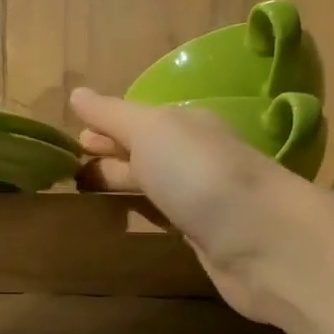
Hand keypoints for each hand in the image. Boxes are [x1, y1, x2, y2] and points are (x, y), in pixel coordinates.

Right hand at [71, 87, 304, 323]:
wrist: (261, 240)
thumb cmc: (199, 174)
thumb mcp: (151, 131)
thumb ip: (113, 115)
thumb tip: (77, 93)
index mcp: (183, 125)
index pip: (135, 120)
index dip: (104, 127)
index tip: (72, 138)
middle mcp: (193, 156)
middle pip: (144, 152)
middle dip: (111, 155)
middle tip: (72, 167)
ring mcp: (201, 197)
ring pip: (154, 184)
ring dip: (124, 184)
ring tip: (87, 193)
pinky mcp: (204, 235)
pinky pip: (165, 216)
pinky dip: (144, 212)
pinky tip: (128, 218)